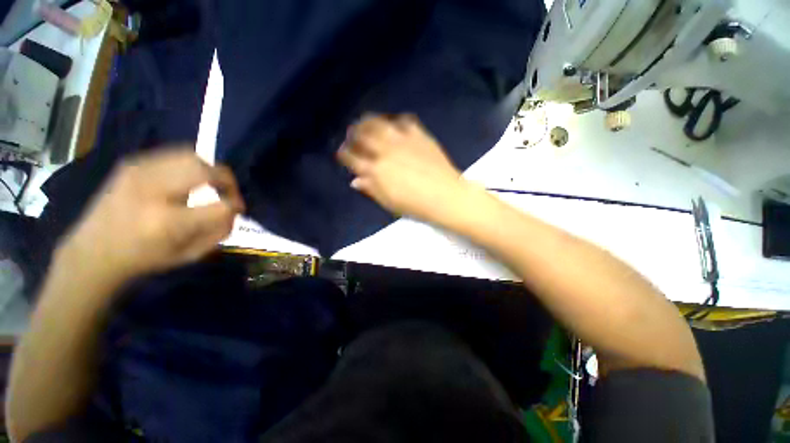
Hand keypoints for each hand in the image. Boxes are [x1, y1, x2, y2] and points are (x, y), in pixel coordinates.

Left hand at [55, 148, 244, 289]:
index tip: (237, 209)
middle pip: (206, 170)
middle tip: (227, 192)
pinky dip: (188, 165)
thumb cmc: (143, 258)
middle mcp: (153, 190)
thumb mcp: (189, 255)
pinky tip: (184, 180)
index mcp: (168, 222)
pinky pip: (172, 155)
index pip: (221, 204)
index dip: (236, 204)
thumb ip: (219, 231)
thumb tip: (233, 210)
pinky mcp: (131, 164)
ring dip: (208, 170)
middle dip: (227, 180)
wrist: (92, 252)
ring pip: (191, 156)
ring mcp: (138, 172)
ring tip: (208, 184)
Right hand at [337, 114, 470, 223]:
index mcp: (375, 171)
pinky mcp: (419, 135)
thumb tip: (355, 181)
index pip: (352, 157)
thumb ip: (371, 189)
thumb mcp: (389, 202)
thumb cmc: (416, 205)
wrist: (445, 196)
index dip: (344, 153)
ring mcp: (402, 140)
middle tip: (351, 133)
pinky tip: (393, 124)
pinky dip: (395, 120)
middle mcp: (385, 151)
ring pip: (379, 123)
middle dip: (353, 133)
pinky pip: (404, 121)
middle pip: (362, 135)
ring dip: (369, 121)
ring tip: (366, 122)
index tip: (342, 152)